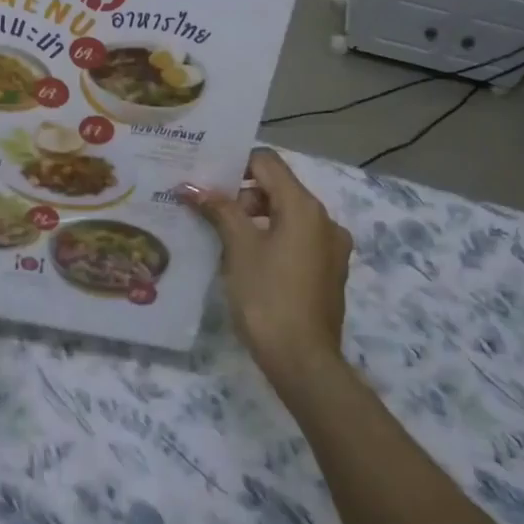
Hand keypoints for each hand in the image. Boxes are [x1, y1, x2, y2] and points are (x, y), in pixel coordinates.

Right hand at [183, 148, 351, 379]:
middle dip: (242, 195)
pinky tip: (248, 261)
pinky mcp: (329, 271)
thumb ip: (219, 210)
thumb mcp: (238, 248)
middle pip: (278, 188)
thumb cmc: (267, 296)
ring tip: (223, 238)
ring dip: (255, 218)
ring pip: (288, 215)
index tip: (206, 180)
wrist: (302, 361)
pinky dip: (273, 239)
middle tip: (209, 213)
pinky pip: (297, 240)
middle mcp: (325, 219)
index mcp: (305, 206)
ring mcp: (331, 247)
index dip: (235, 164)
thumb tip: (192, 186)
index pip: (267, 162)